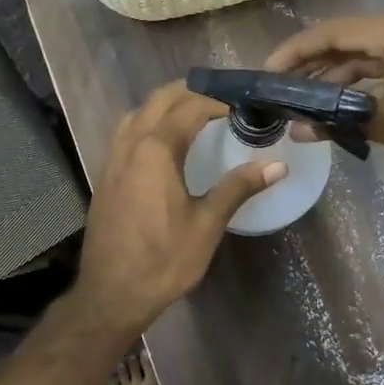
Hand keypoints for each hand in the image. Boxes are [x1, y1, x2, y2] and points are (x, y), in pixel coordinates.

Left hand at [71, 81, 284, 335]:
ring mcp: (113, 159)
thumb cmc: (163, 259)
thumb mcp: (207, 224)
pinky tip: (163, 142)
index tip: (241, 104)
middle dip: (190, 91)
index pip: (190, 108)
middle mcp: (131, 144)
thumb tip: (278, 165)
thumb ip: (238, 187)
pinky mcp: (105, 175)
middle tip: (221, 98)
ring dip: (165, 104)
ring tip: (194, 112)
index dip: (217, 101)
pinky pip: (126, 133)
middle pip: (160, 100)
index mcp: (156, 149)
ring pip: (138, 113)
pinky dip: (148, 122)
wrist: (111, 293)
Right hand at [265, 13, 383, 178]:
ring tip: (300, 105)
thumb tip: (297, 131)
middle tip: (278, 91)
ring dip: (332, 79)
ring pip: (361, 57)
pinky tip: (336, 108)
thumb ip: (339, 122)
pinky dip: (357, 86)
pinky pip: (381, 68)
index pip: (330, 33)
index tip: (266, 73)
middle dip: (310, 67)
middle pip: (344, 42)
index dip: (294, 52)